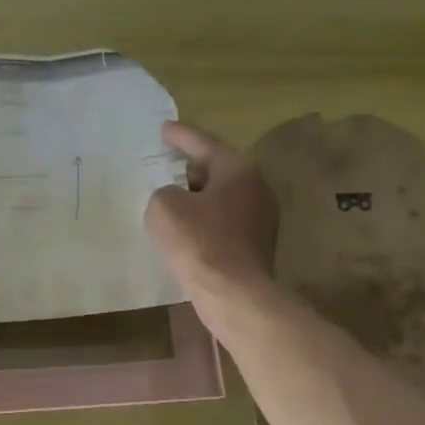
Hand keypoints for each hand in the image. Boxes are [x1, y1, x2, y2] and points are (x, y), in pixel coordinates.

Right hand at [144, 122, 278, 305]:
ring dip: (197, 196)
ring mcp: (261, 217)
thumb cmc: (200, 244)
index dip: (180, 136)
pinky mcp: (257, 244)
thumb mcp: (165, 208)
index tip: (163, 128)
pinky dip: (204, 218)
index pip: (204, 144)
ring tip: (172, 196)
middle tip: (166, 162)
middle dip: (190, 166)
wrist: (234, 295)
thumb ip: (163, 192)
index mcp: (238, 170)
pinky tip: (186, 229)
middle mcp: (256, 187)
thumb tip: (174, 199)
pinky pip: (224, 220)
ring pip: (222, 196)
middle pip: (217, 169)